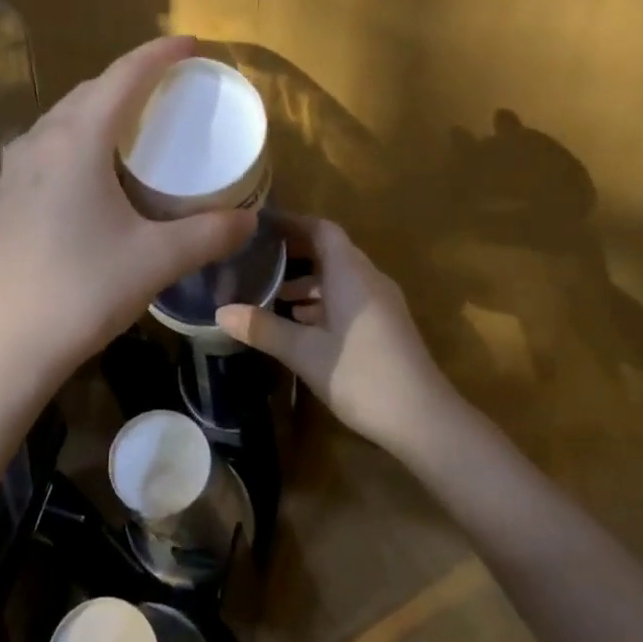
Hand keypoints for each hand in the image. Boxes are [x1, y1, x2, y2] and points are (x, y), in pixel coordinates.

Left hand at [0, 36, 256, 388]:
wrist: (8, 343)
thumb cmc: (84, 291)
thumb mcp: (157, 259)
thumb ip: (209, 233)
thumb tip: (249, 220)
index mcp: (76, 141)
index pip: (123, 77)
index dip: (160, 54)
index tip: (192, 45)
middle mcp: (41, 141)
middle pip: (92, 90)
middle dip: (133, 78)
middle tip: (173, 87)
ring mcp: (17, 168)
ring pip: (67, 116)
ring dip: (104, 106)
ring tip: (140, 120)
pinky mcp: (9, 194)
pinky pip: (51, 143)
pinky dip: (83, 135)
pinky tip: (98, 164)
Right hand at [217, 216, 454, 458]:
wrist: (423, 418)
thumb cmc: (360, 375)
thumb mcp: (304, 352)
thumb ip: (263, 329)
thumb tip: (220, 312)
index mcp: (350, 274)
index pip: (322, 230)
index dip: (292, 222)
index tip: (261, 224)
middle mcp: (368, 279)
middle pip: (331, 251)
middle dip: (295, 251)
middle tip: (257, 256)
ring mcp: (381, 303)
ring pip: (340, 277)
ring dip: (308, 280)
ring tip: (271, 292)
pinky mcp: (385, 325)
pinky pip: (349, 297)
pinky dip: (323, 300)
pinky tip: (300, 323)